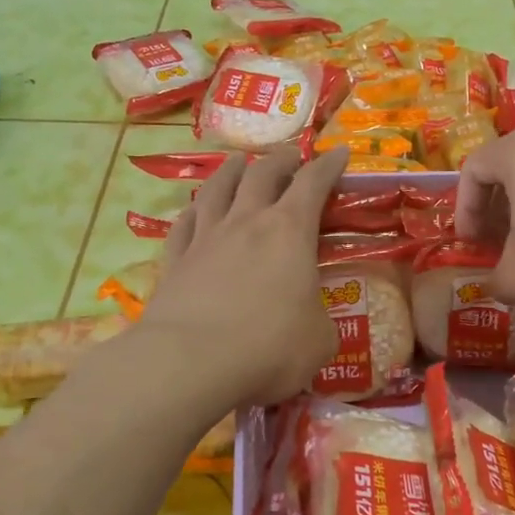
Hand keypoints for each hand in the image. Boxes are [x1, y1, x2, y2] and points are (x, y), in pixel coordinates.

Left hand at [133, 148, 348, 408]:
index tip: (340, 152)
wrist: (191, 362)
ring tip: (238, 161)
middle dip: (281, 160)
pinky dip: (194, 211)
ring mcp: (206, 238)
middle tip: (292, 155)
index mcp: (290, 231)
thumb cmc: (270, 347)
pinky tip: (194, 210)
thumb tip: (312, 321)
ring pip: (217, 189)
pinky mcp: (174, 261)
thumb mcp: (319, 340)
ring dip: (232, 170)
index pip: (313, 183)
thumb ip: (319, 320)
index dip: (329, 165)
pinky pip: (184, 224)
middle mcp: (246, 222)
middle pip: (262, 174)